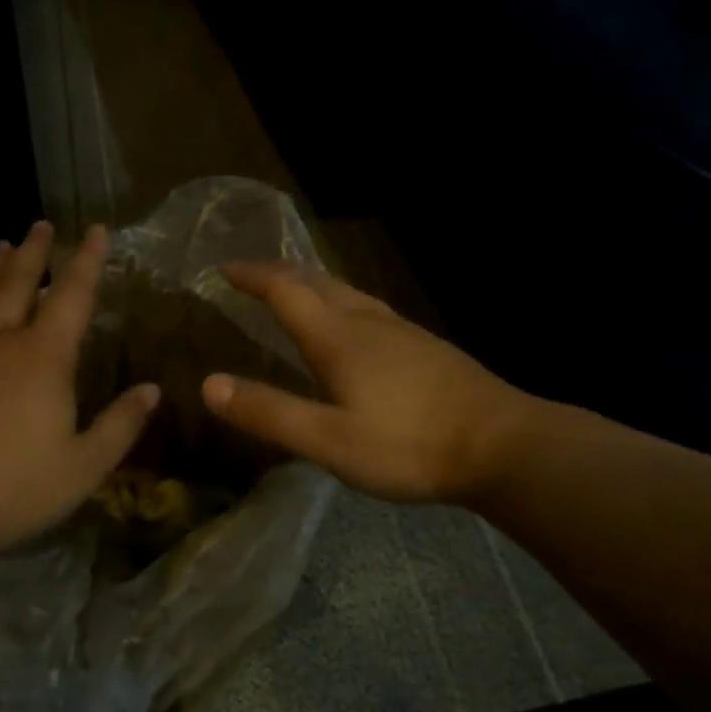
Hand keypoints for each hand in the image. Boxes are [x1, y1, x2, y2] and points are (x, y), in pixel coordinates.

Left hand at [0, 222, 159, 565]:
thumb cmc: (10, 490)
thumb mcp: (82, 467)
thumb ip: (120, 425)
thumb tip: (152, 390)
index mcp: (42, 357)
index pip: (72, 294)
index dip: (88, 260)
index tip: (96, 230)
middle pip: (18, 280)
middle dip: (35, 250)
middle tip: (41, 225)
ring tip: (2, 244)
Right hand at [200, 262, 532, 502]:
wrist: (501, 444)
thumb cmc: (409, 444)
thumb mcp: (329, 441)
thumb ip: (270, 413)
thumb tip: (209, 384)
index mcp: (338, 337)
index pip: (285, 290)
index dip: (253, 275)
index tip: (225, 267)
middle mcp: (366, 321)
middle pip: (316, 282)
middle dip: (280, 273)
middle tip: (253, 274)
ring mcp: (401, 330)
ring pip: (347, 292)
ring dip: (313, 284)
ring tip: (295, 289)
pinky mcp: (424, 345)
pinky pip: (369, 307)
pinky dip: (342, 301)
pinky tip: (353, 325)